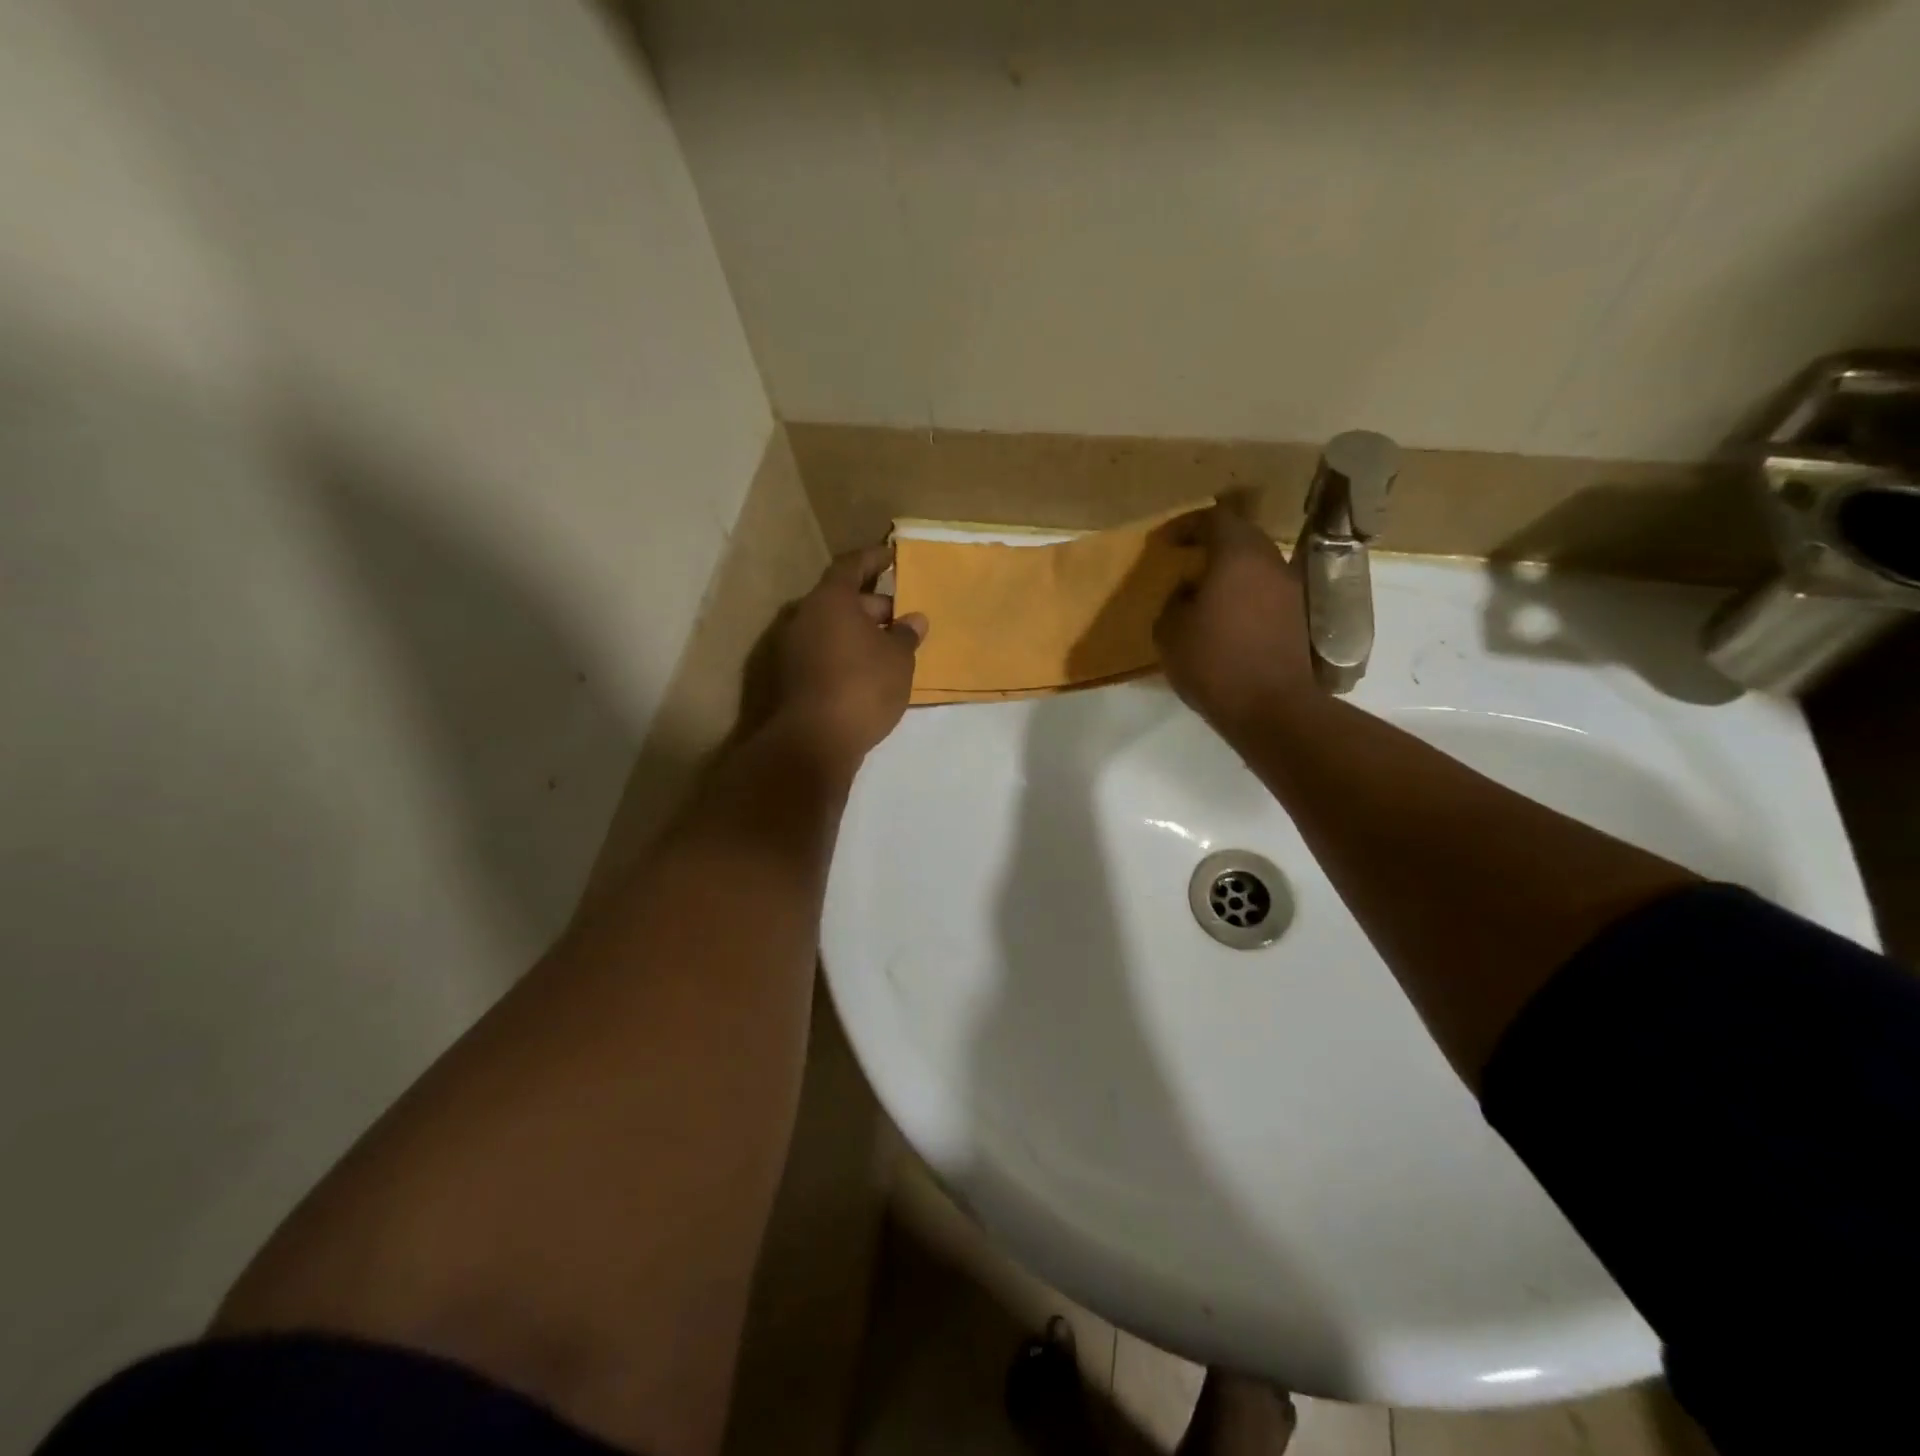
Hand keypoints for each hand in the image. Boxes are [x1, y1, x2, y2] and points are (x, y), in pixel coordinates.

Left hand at [751, 544, 926, 768]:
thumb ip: (906, 635)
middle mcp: (804, 616)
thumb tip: (913, 620)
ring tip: (889, 648)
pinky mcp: (789, 677)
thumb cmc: (863, 686)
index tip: (892, 557)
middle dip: (872, 605)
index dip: (873, 559)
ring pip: (830, 628)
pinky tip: (868, 672)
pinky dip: (844, 654)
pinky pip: (822, 652)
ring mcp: (791, 648)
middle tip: (900, 618)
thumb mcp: (898, 659)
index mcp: (830, 600)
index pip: (851, 566)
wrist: (814, 741)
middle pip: (840, 599)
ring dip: (858, 632)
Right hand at [1155, 505, 1317, 740]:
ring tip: (1203, 591)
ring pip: (1256, 565)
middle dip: (1212, 544)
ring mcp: (1290, 590)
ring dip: (1230, 571)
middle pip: (1241, 537)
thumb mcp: (1169, 631)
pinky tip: (1225, 617)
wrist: (1270, 707)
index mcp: (1237, 556)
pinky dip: (1244, 594)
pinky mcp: (1297, 618)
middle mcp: (1270, 563)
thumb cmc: (1213, 662)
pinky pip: (1265, 591)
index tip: (1166, 542)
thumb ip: (1174, 600)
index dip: (1187, 525)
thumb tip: (1188, 591)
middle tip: (1186, 560)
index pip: (1214, 519)